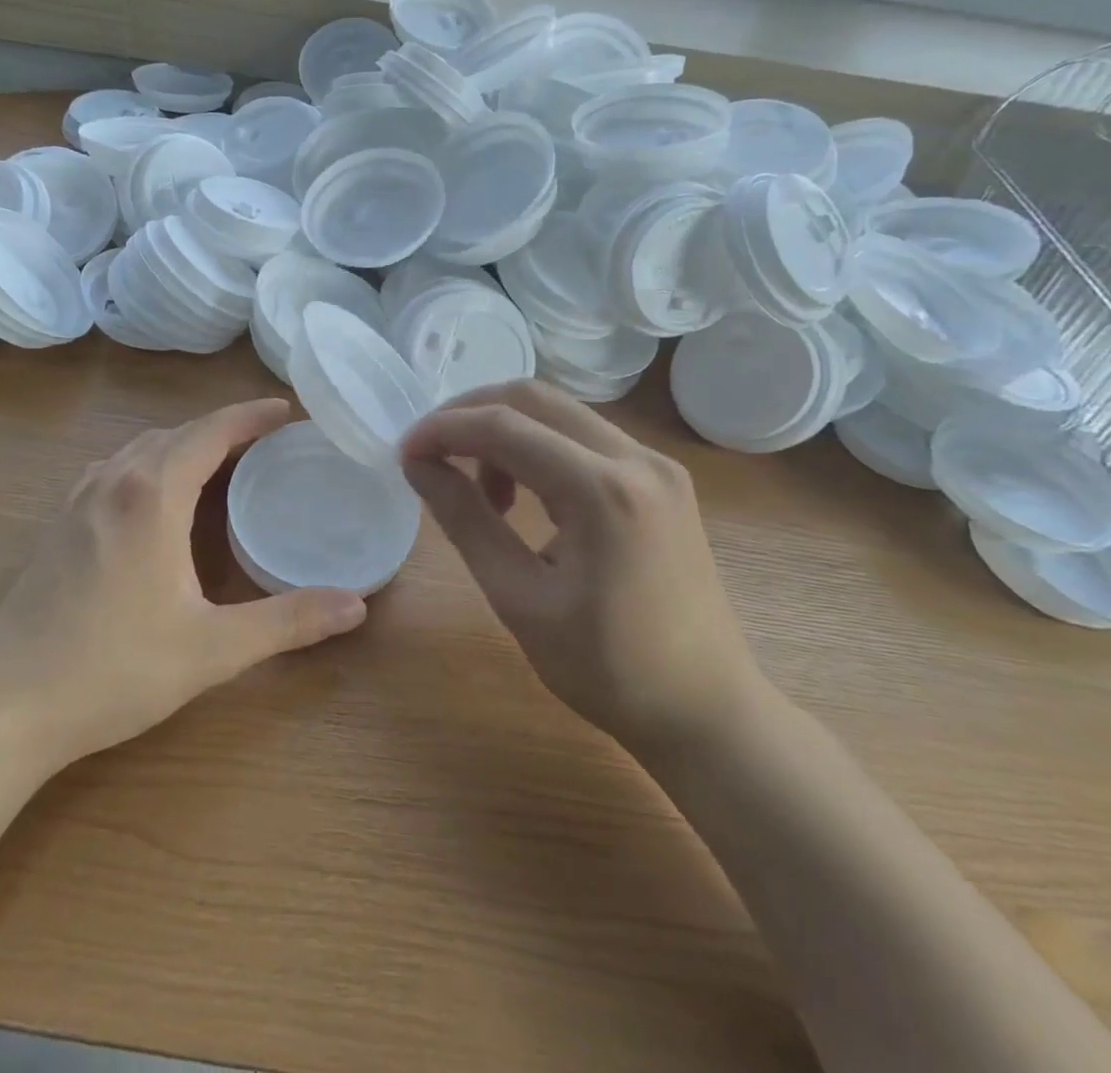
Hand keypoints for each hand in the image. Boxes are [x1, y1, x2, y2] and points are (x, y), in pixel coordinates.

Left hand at [0, 399, 367, 770]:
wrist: (3, 705)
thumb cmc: (113, 668)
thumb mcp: (212, 648)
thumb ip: (288, 621)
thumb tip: (357, 605)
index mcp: (152, 494)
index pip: (210, 431)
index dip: (251, 416)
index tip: (288, 411)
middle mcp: (113, 480)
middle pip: (176, 433)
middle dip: (224, 429)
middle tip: (267, 442)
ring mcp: (78, 499)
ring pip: (141, 448)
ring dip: (184, 444)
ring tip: (221, 462)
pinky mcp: (59, 523)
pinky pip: (115, 469)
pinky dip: (150, 463)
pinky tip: (157, 495)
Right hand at [399, 380, 761, 757]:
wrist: (707, 711)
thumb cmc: (607, 669)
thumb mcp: (518, 598)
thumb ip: (464, 519)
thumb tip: (418, 464)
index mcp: (604, 491)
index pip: (504, 427)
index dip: (443, 429)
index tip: (403, 452)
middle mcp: (637, 458)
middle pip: (534, 399)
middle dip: (470, 414)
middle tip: (430, 453)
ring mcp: (656, 464)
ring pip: (559, 413)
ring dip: (505, 432)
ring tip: (479, 490)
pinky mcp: (661, 479)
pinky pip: (584, 437)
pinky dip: (539, 448)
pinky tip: (523, 495)